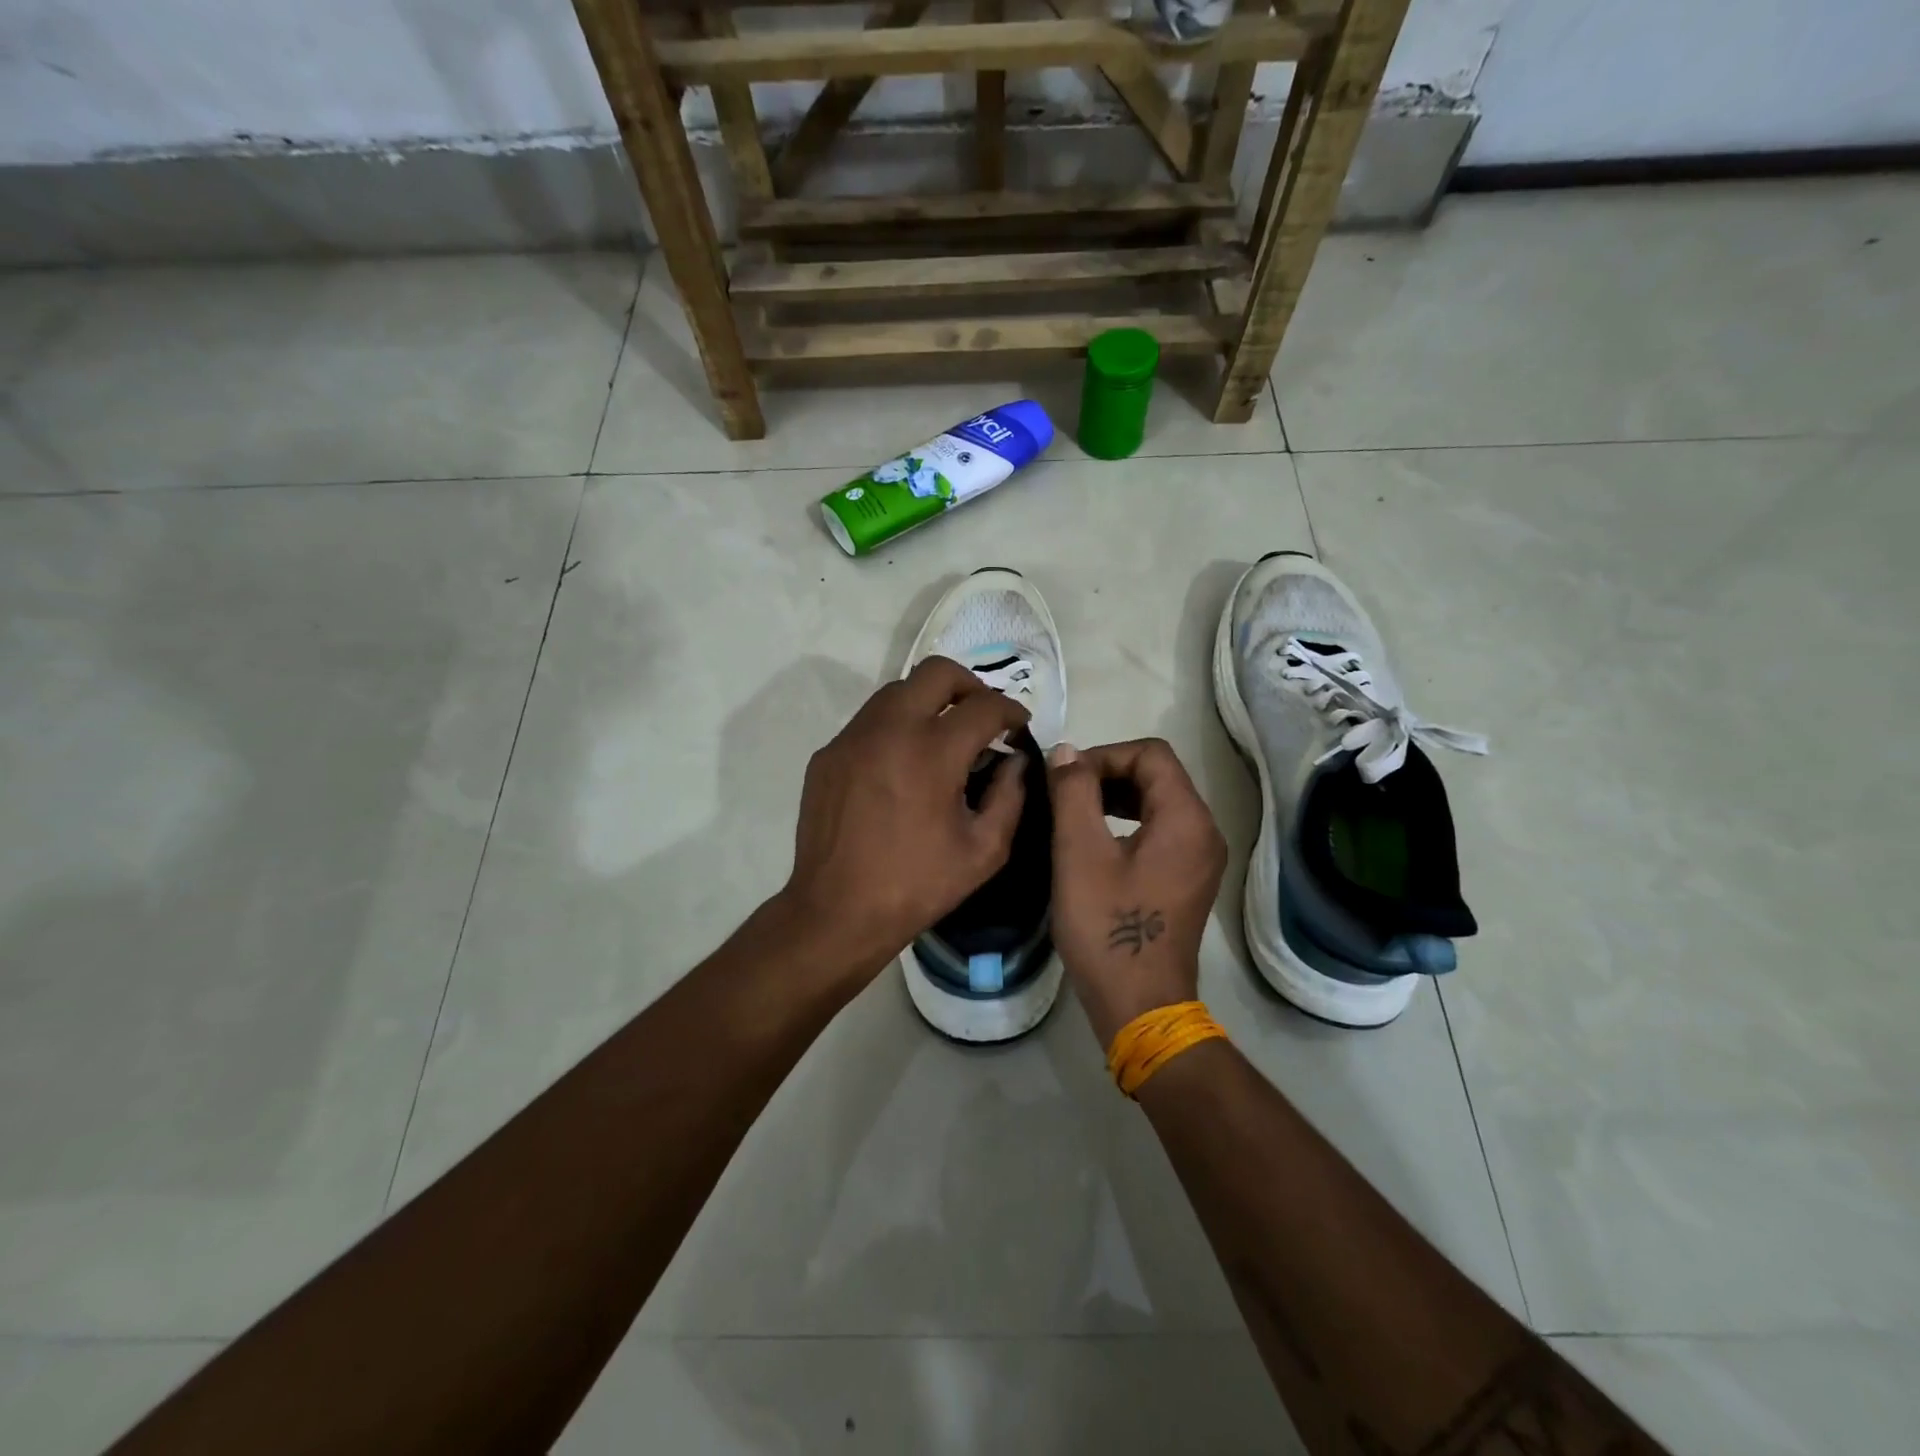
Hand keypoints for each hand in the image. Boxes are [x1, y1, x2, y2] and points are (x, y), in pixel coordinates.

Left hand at [776, 656, 1029, 986]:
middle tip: (981, 716)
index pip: (983, 705)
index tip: (1017, 726)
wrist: (837, 911)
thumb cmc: (917, 885)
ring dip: (928, 702)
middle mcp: (890, 730)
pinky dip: (895, 728)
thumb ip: (1011, 796)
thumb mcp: (984, 851)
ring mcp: (852, 739)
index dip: (1010, 711)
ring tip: (942, 736)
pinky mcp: (828, 755)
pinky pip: (868, 722)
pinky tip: (902, 764)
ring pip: (896, 691)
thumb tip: (1017, 760)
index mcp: (933, 752)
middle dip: (969, 685)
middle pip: (936, 672)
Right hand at [1047, 739, 1227, 1047]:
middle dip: (1107, 773)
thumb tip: (1067, 752)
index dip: (1104, 755)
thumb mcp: (1079, 853)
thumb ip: (1073, 792)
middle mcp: (1204, 831)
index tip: (1065, 779)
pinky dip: (1127, 822)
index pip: (1150, 754)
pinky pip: (1160, 830)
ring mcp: (1200, 858)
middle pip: (1157, 775)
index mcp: (1186, 819)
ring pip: (1158, 802)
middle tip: (1064, 794)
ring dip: (1115, 797)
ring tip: (1073, 813)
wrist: (1139, 1005)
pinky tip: (1095, 842)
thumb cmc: (1107, 927)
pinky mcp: (1188, 879)